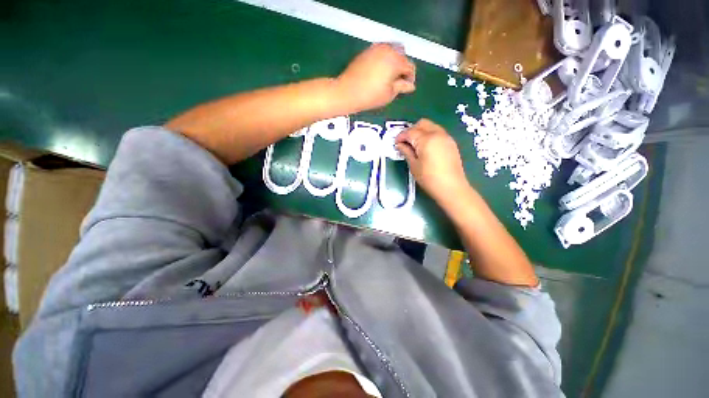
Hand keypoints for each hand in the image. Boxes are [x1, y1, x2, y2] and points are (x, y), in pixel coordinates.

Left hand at [335, 43, 415, 111]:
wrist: (347, 91)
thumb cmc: (370, 96)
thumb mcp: (389, 94)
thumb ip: (402, 87)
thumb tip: (410, 85)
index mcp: (395, 60)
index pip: (410, 66)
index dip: (410, 78)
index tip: (406, 88)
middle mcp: (388, 49)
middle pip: (402, 56)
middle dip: (402, 68)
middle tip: (397, 82)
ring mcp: (376, 48)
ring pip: (391, 51)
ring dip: (394, 62)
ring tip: (388, 77)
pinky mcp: (367, 51)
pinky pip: (381, 52)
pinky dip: (384, 60)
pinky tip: (379, 72)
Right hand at [396, 119, 469, 204]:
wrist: (452, 187)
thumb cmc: (429, 178)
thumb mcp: (414, 166)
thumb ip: (406, 152)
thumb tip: (400, 145)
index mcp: (426, 139)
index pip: (410, 132)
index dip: (401, 136)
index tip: (395, 143)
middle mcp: (437, 134)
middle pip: (422, 124)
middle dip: (411, 130)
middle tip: (405, 142)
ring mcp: (446, 137)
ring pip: (431, 126)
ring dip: (421, 132)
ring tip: (415, 145)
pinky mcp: (451, 143)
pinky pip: (438, 133)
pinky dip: (429, 135)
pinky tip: (425, 148)